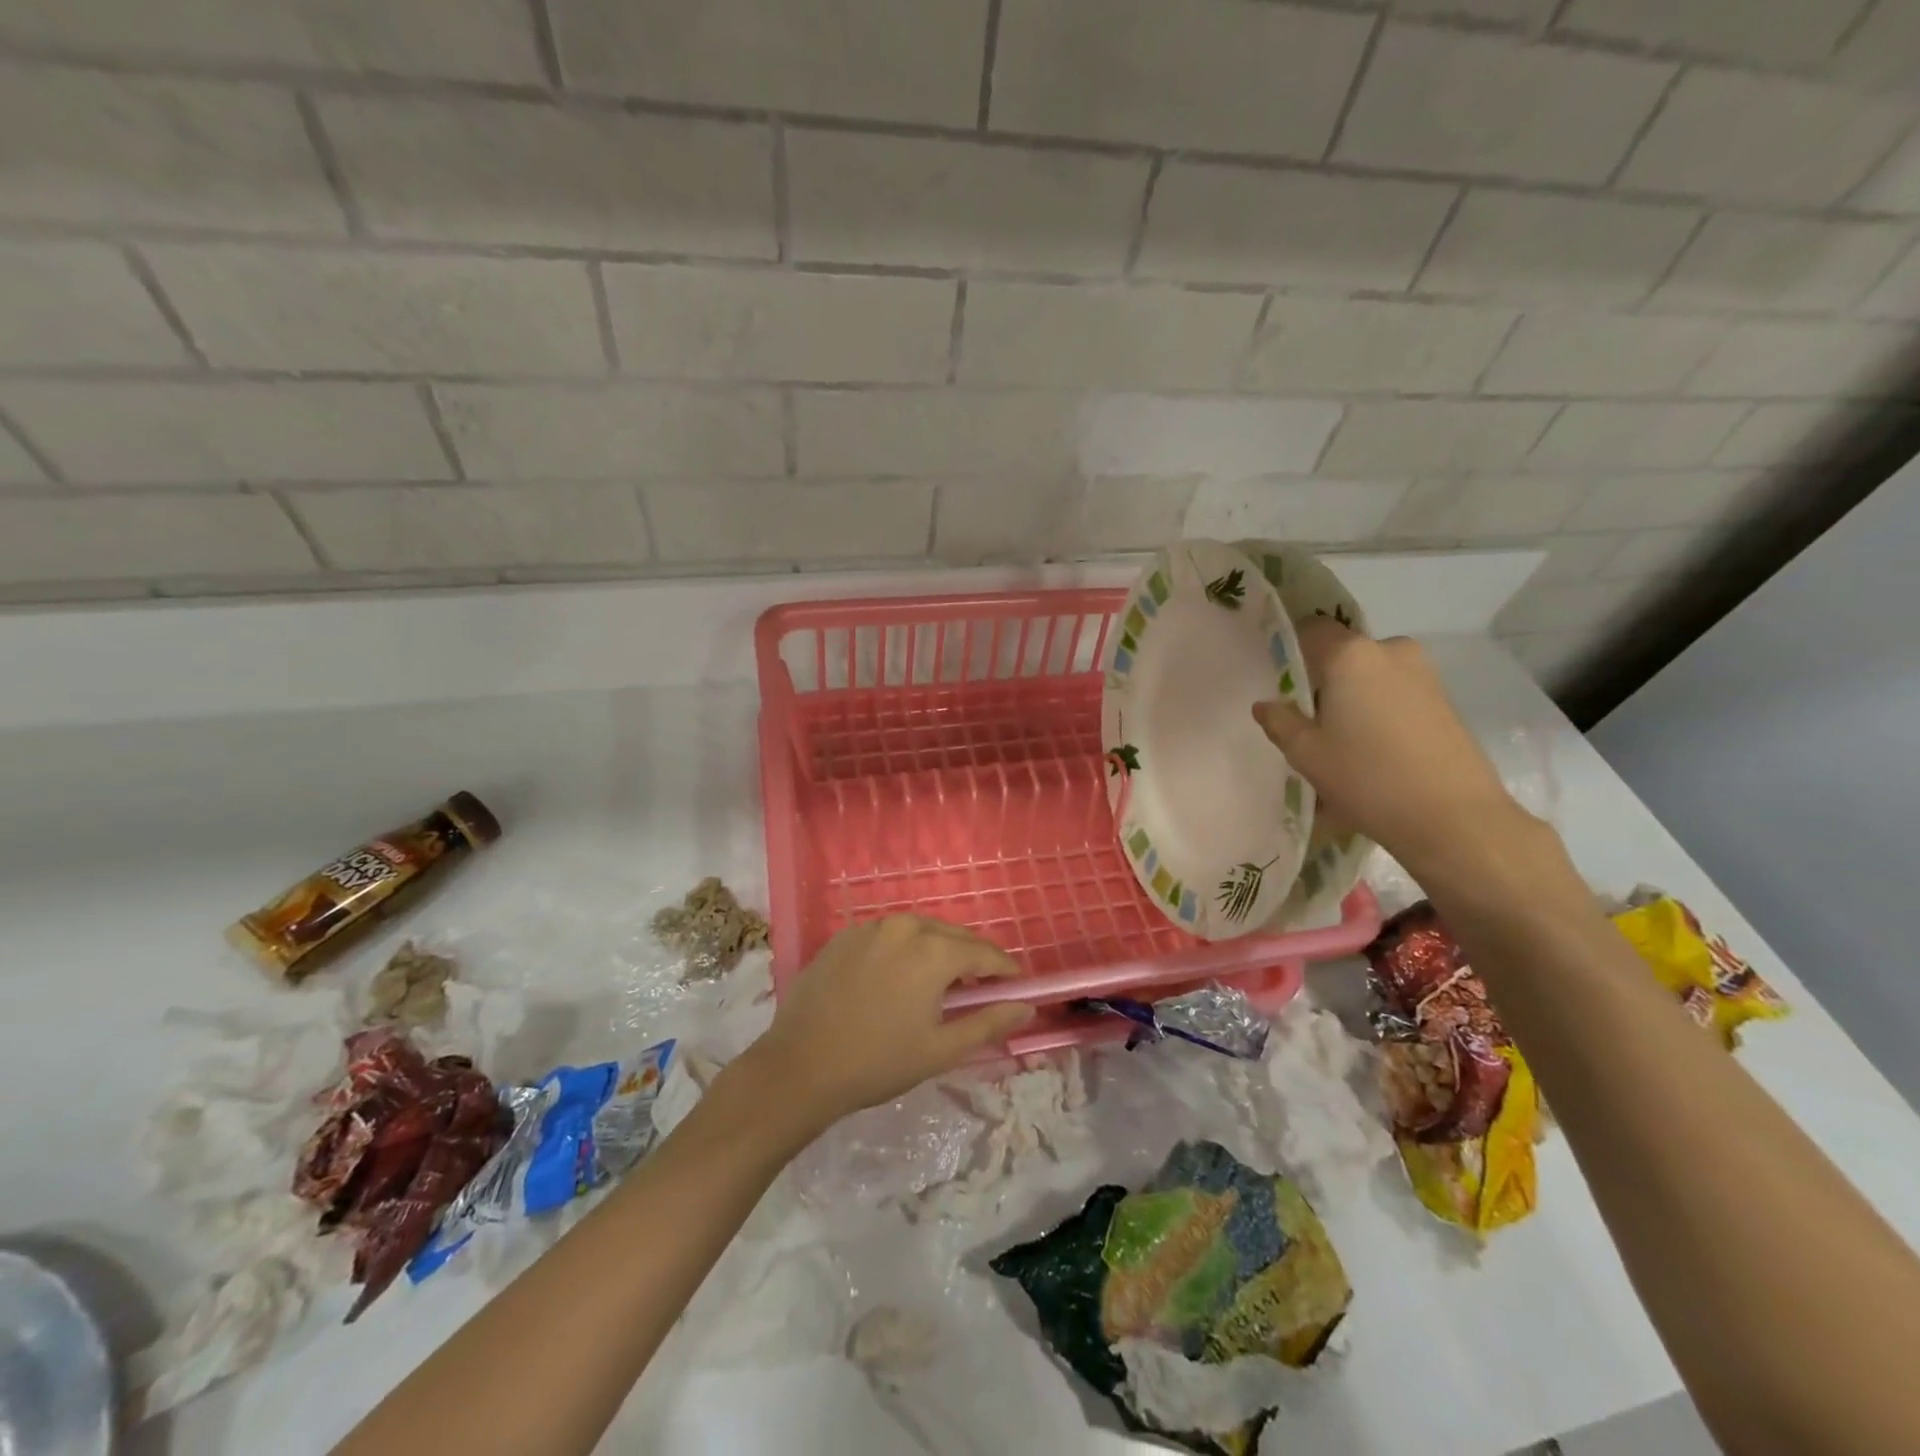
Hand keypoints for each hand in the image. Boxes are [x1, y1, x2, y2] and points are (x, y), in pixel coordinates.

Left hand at [742, 916, 1034, 1128]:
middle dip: (973, 958)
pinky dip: (904, 949)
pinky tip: (899, 977)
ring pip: (920, 931)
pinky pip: (888, 935)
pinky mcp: (843, 936)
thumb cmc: (877, 1062)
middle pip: (953, 936)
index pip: (984, 953)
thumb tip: (1027, 1007)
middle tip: (983, 987)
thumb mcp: (941, 1049)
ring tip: (942, 982)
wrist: (799, 1068)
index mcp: (933, 951)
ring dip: (938, 950)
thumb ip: (989, 1023)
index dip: (1005, 970)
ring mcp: (870, 927)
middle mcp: (904, 926)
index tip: (1017, 986)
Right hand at [1254, 622, 1534, 881]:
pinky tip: (1372, 750)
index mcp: (1350, 655)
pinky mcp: (1444, 699)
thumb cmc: (1367, 778)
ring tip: (1340, 741)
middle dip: (1323, 679)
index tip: (1277, 676)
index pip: (1311, 629)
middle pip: (1343, 654)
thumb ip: (1279, 721)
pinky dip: (1378, 711)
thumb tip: (1265, 704)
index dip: (1290, 648)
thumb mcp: (1306, 753)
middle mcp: (1390, 650)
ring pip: (1371, 675)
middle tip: (1307, 719)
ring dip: (1352, 697)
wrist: (1454, 817)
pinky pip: (1396, 693)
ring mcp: (1424, 673)